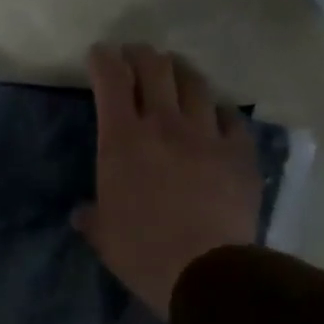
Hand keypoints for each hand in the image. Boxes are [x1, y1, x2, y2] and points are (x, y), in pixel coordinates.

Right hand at [73, 44, 260, 319]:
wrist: (204, 269)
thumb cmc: (139, 249)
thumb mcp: (101, 233)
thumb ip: (92, 214)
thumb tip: (83, 212)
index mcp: (121, 140)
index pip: (112, 80)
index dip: (104, 60)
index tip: (98, 54)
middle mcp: (164, 125)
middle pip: (156, 69)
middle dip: (141, 55)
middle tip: (134, 54)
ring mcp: (207, 135)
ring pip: (196, 84)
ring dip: (180, 71)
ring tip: (174, 71)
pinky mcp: (239, 152)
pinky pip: (229, 116)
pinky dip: (216, 110)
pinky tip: (213, 114)